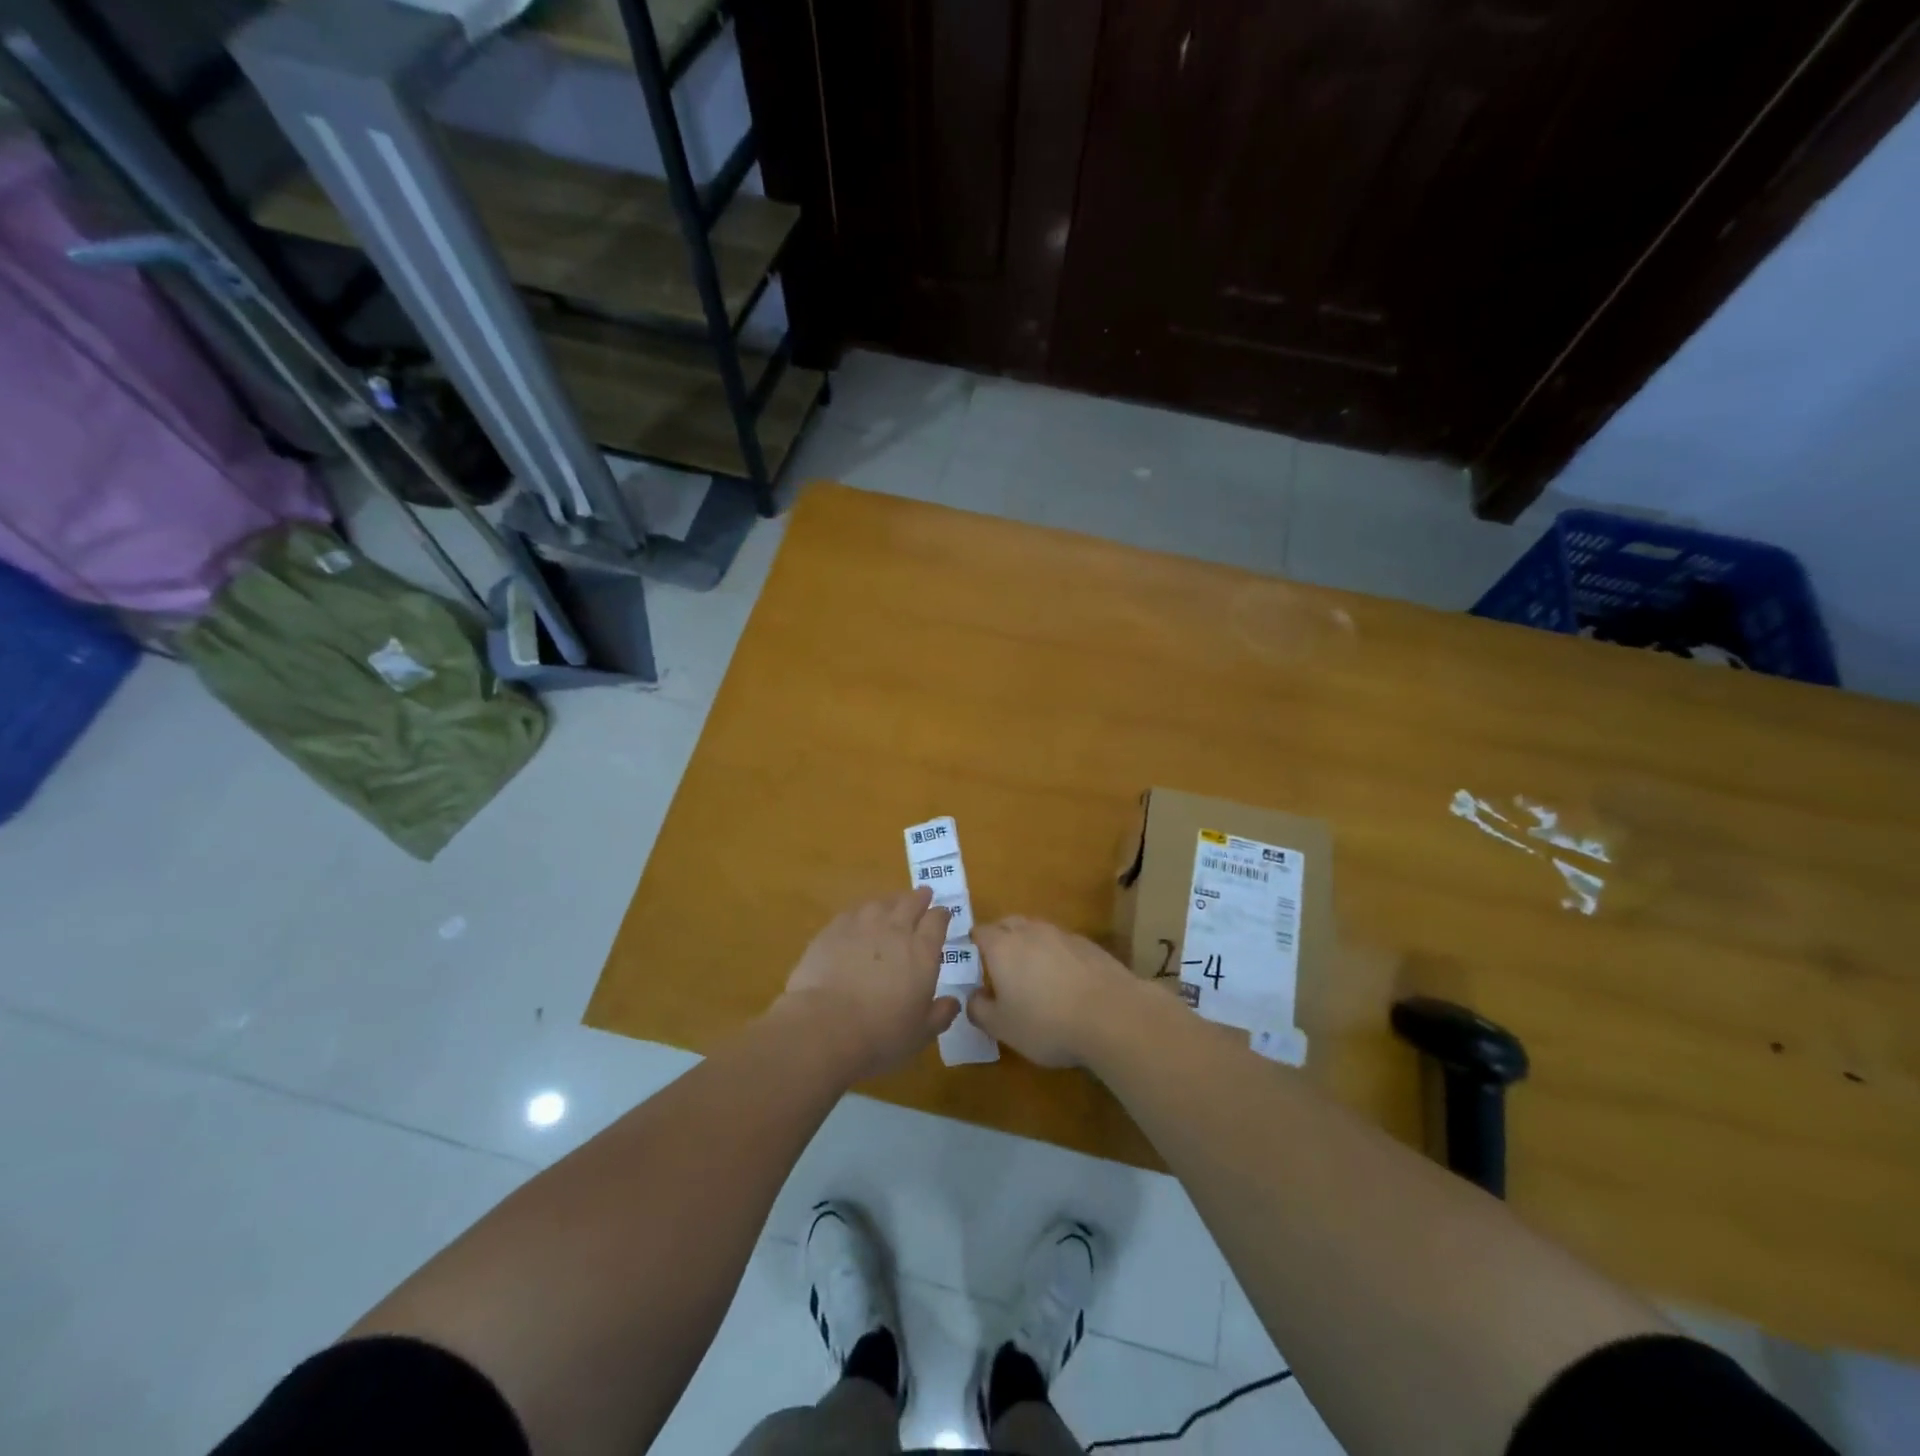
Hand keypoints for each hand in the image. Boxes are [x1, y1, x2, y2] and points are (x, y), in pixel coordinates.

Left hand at [778, 889, 959, 1079]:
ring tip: (891, 904)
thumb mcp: (921, 1033)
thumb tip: (953, 1002)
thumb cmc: (881, 1034)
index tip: (943, 914)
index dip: (941, 915)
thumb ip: (940, 1014)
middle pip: (910, 903)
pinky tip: (858, 919)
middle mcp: (895, 930)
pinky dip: (861, 913)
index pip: (937, 921)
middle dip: (919, 898)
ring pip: (881, 903)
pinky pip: (852, 913)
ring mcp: (862, 926)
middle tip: (923, 894)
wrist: (825, 1026)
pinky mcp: (832, 930)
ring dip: (890, 901)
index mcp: (922, 952)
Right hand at [971, 916, 1142, 1066]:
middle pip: (1009, 923)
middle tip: (999, 963)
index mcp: (1002, 946)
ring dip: (1030, 945)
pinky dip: (1057, 955)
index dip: (974, 943)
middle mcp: (1030, 931)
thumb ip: (979, 1010)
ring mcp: (1062, 935)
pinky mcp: (1089, 945)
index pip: (980, 932)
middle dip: (1001, 937)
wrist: (1111, 1015)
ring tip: (1032, 973)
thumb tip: (973, 997)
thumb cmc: (1046, 1023)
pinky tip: (1065, 980)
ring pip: (1038, 931)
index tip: (972, 960)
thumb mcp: (1002, 1027)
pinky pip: (1062, 943)